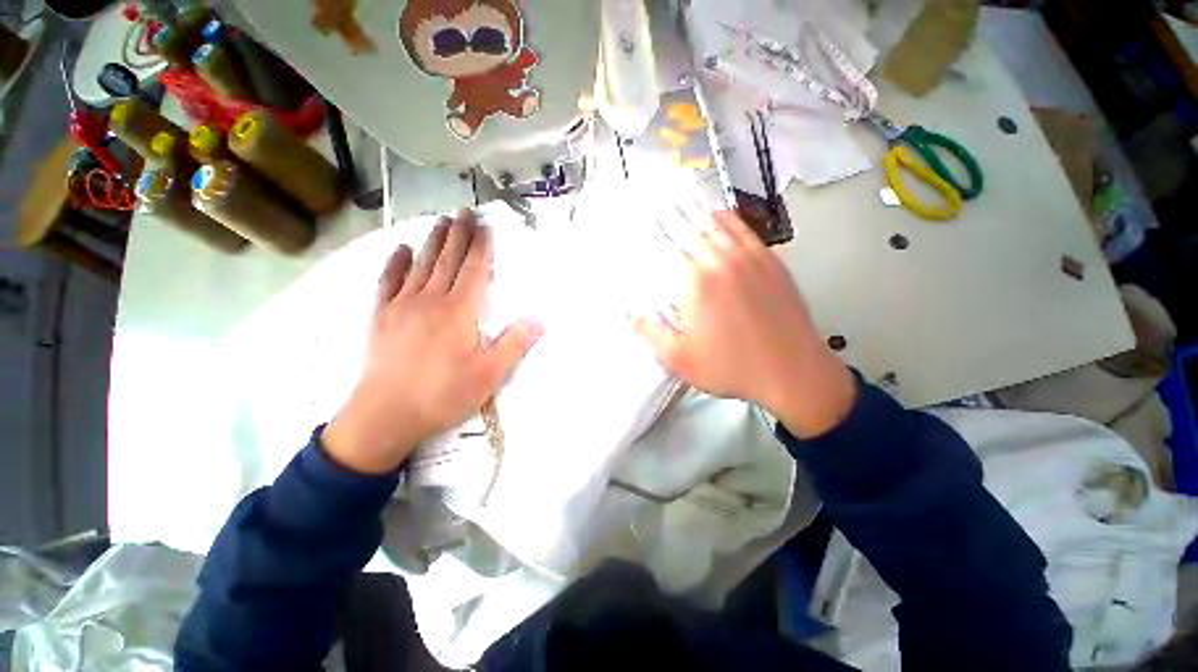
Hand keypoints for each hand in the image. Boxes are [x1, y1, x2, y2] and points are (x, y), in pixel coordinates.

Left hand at [323, 211, 542, 474]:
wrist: (385, 415)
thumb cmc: (443, 395)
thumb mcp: (489, 375)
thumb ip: (514, 344)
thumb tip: (539, 319)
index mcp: (459, 312)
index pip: (473, 270)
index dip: (481, 246)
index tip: (485, 225)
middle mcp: (431, 300)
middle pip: (447, 260)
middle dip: (458, 234)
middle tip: (464, 211)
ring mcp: (402, 305)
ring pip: (421, 264)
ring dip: (432, 241)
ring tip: (441, 221)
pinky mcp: (381, 316)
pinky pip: (388, 281)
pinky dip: (395, 263)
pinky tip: (401, 249)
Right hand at [634, 206, 855, 438]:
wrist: (791, 371)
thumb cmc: (731, 367)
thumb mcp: (680, 359)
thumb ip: (650, 332)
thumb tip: (629, 312)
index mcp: (695, 283)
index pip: (667, 245)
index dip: (652, 228)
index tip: (639, 215)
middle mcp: (720, 261)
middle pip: (690, 228)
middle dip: (669, 212)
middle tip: (654, 197)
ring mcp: (748, 258)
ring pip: (716, 223)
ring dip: (695, 208)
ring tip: (680, 193)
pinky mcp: (769, 261)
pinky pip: (744, 230)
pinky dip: (727, 217)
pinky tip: (719, 211)